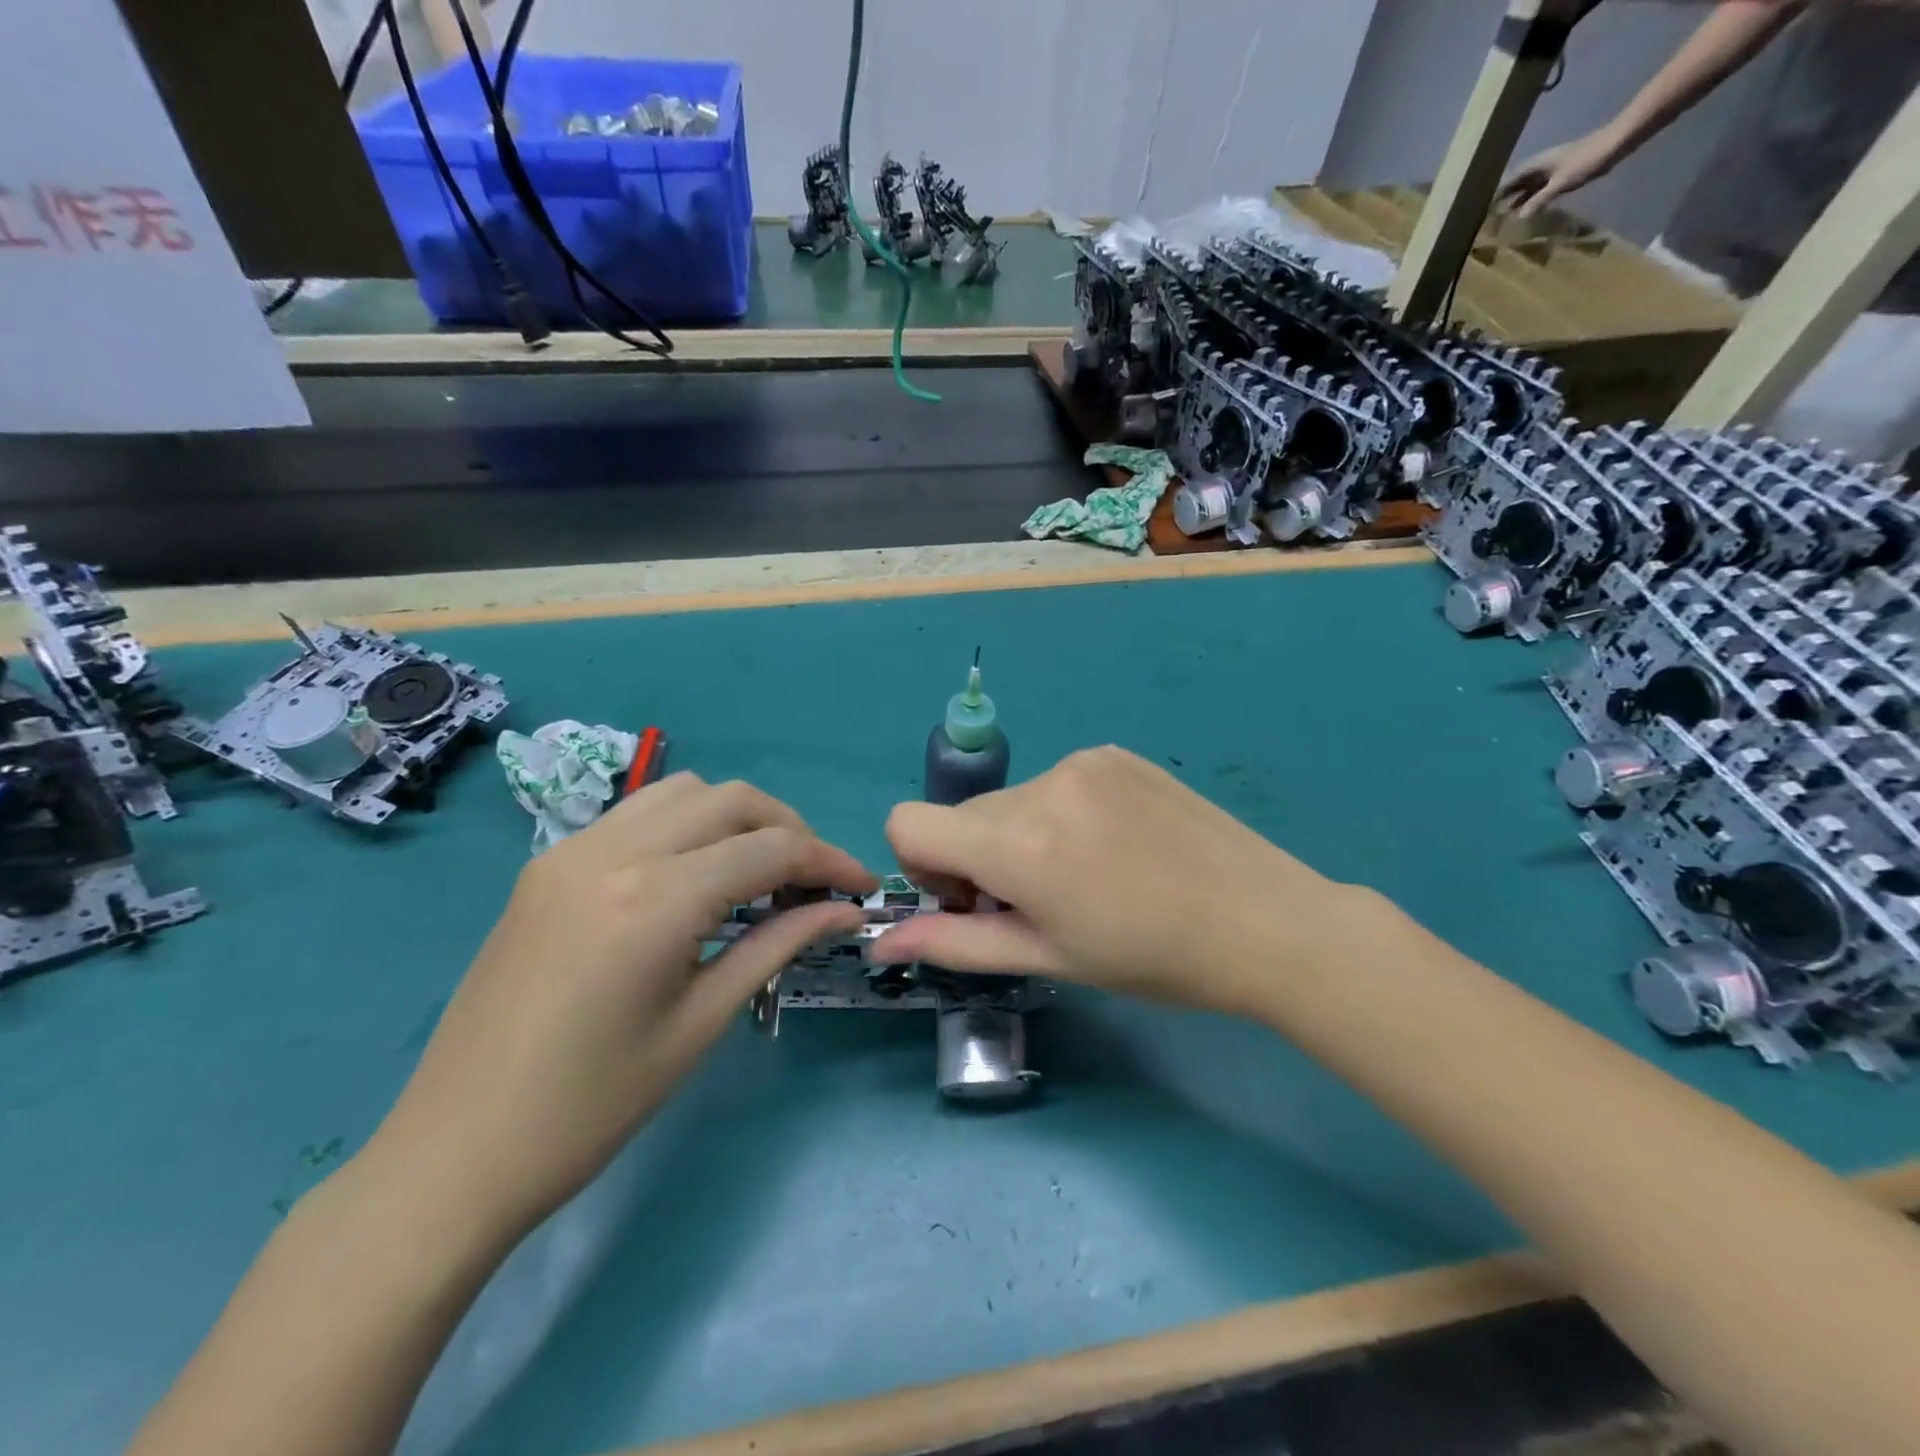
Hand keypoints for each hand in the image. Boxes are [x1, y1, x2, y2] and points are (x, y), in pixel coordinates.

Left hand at [364, 774, 875, 1236]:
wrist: (456, 1151)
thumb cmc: (593, 1105)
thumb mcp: (702, 1022)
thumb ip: (779, 945)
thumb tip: (843, 910)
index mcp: (655, 898)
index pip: (771, 848)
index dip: (830, 860)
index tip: (862, 889)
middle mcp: (614, 852)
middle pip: (732, 799)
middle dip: (789, 830)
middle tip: (814, 882)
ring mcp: (572, 851)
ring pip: (684, 792)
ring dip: (736, 818)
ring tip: (759, 872)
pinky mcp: (547, 865)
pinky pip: (637, 815)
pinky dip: (685, 826)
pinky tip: (695, 877)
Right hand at [872, 746, 1376, 1019]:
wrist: (1264, 921)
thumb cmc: (1152, 958)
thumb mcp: (1048, 957)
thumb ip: (956, 943)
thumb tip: (882, 940)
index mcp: (1018, 842)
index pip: (908, 822)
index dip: (922, 866)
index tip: (969, 901)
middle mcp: (1041, 784)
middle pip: (964, 816)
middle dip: (979, 859)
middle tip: (1038, 902)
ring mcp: (1083, 761)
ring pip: (1011, 800)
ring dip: (1022, 836)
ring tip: (1087, 875)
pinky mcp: (1115, 753)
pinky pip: (1056, 783)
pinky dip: (1061, 814)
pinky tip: (1115, 846)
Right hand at [1499, 124, 1629, 217]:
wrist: (1617, 142)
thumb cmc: (1587, 160)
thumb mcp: (1561, 183)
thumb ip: (1539, 200)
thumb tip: (1518, 218)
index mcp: (1534, 166)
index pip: (1507, 183)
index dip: (1494, 196)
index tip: (1480, 213)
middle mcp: (1538, 168)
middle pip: (1514, 186)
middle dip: (1502, 201)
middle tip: (1488, 221)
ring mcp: (1549, 171)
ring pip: (1525, 189)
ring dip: (1515, 203)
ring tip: (1503, 221)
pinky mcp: (1559, 176)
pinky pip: (1538, 191)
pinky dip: (1530, 201)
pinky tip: (1527, 213)